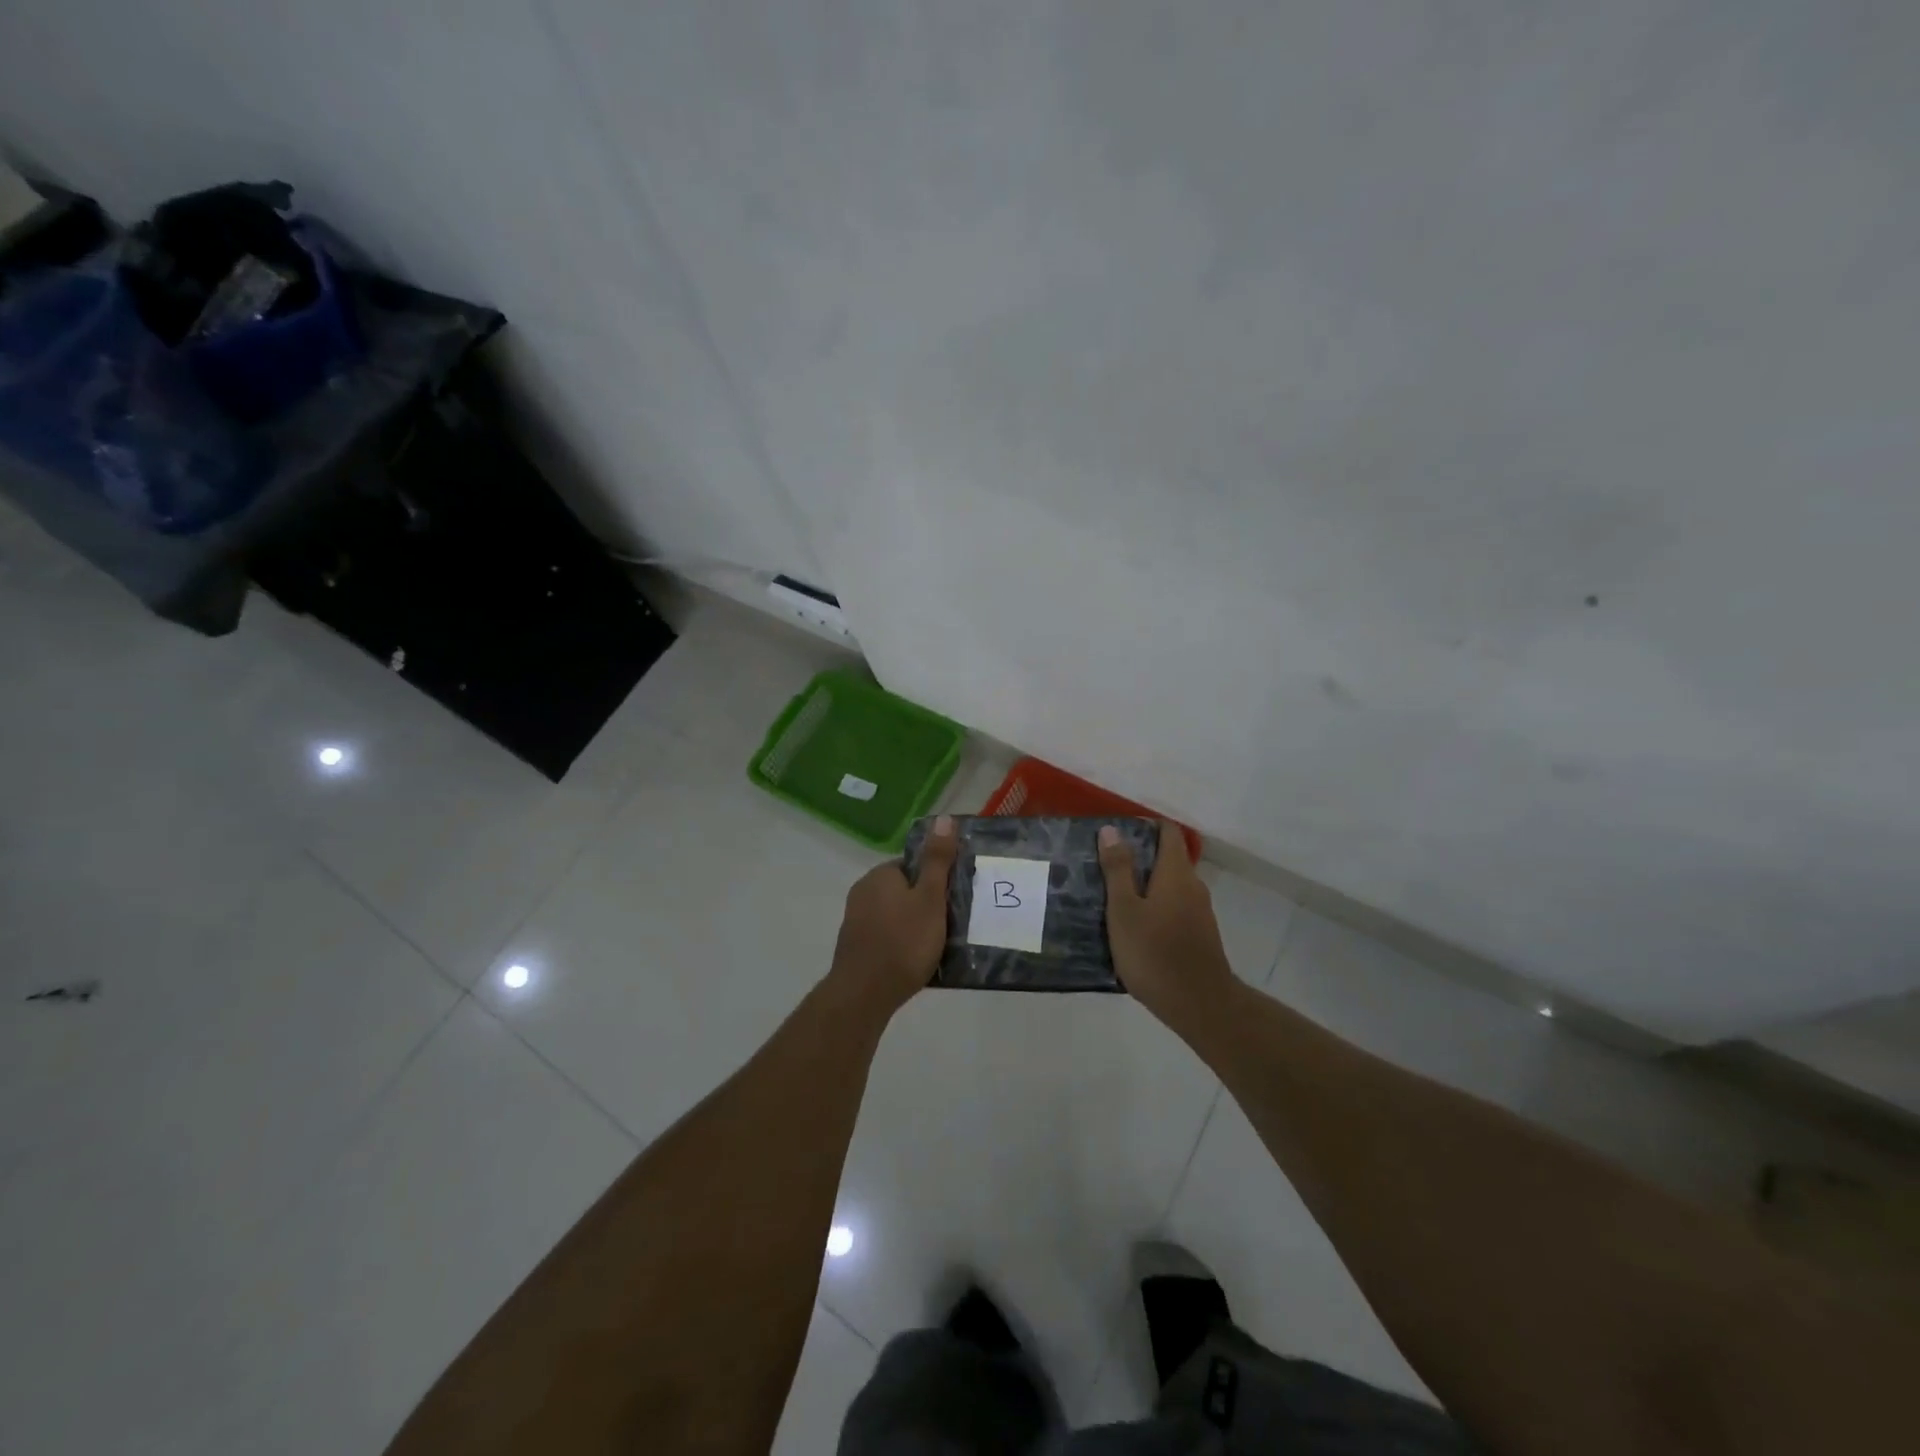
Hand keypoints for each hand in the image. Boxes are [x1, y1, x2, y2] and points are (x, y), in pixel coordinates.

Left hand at [826, 815, 957, 1019]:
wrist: (864, 994)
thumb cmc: (903, 942)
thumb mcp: (930, 899)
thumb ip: (937, 860)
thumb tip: (943, 819)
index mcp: (880, 875)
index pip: (913, 865)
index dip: (935, 879)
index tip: (953, 898)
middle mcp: (863, 891)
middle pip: (904, 889)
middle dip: (925, 903)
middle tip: (949, 923)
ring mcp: (856, 920)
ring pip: (895, 914)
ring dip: (914, 925)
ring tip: (937, 944)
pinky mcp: (855, 946)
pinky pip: (886, 935)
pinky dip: (901, 943)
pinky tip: (915, 960)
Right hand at [1099, 821, 1236, 1024]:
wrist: (1199, 1004)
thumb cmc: (1154, 952)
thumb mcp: (1124, 910)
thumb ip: (1118, 870)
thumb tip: (1112, 830)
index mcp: (1176, 873)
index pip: (1168, 832)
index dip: (1146, 825)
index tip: (1118, 831)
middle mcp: (1193, 886)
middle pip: (1170, 858)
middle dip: (1141, 856)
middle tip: (1106, 864)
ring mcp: (1200, 912)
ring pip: (1172, 885)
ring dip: (1147, 884)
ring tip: (1114, 895)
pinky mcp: (1200, 935)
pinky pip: (1175, 907)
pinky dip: (1156, 906)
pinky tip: (1135, 925)